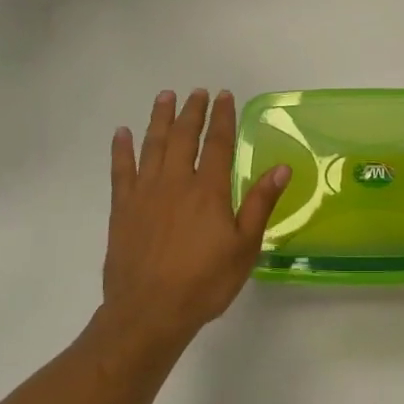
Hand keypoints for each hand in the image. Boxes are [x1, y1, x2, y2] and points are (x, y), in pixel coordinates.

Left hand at [101, 89, 290, 349]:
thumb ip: (259, 204)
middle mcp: (175, 182)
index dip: (222, 117)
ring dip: (159, 119)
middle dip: (192, 111)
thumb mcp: (244, 248)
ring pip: (153, 145)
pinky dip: (121, 150)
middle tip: (197, 91)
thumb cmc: (204, 283)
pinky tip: (122, 133)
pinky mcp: (122, 209)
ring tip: (165, 96)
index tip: (224, 96)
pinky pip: (121, 171)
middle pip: (183, 137)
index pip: (217, 144)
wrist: (149, 312)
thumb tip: (282, 167)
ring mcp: (145, 193)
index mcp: (208, 190)